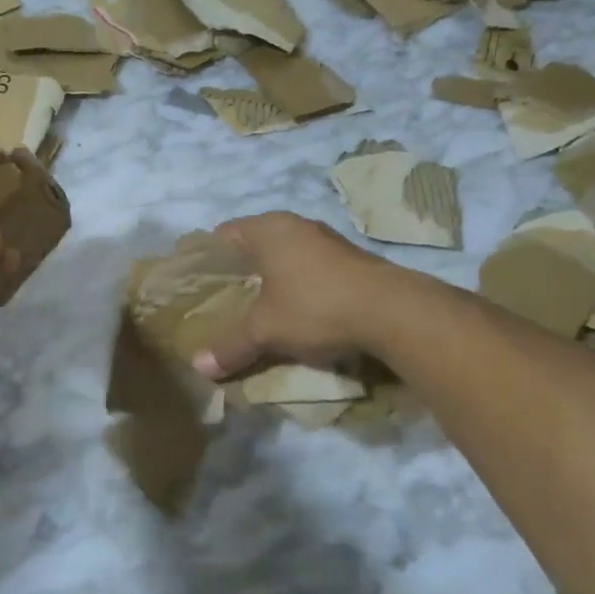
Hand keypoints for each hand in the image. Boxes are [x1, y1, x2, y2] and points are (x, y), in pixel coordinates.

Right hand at [191, 212, 417, 378]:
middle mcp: (296, 225)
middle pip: (254, 245)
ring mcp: (327, 240)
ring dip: (272, 279)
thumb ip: (231, 347)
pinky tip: (295, 311)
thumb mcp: (265, 331)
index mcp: (267, 229)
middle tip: (224, 301)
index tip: (198, 285)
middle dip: (240, 272)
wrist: (395, 313)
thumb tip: (199, 368)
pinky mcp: (352, 259)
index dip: (207, 259)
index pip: (223, 235)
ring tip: (257, 309)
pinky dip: (298, 285)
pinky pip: (310, 268)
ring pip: (285, 256)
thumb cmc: (315, 307)